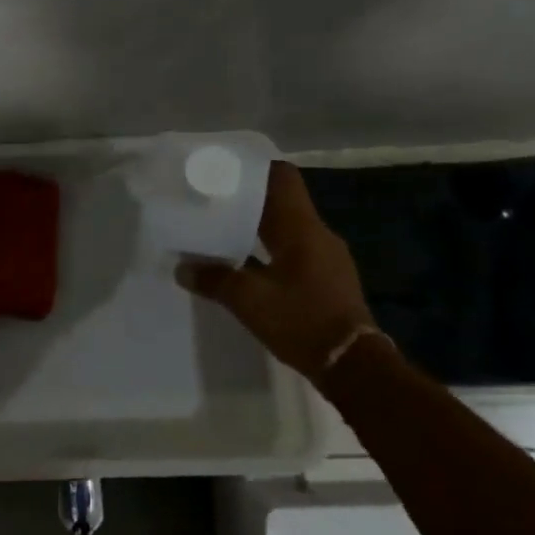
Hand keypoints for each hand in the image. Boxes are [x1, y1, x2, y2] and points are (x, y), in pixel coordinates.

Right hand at [176, 161, 375, 377]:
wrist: (353, 365)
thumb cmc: (301, 320)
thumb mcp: (249, 300)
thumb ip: (214, 279)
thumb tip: (182, 268)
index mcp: (301, 228)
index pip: (282, 178)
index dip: (253, 169)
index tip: (223, 170)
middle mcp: (317, 234)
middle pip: (281, 202)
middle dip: (247, 199)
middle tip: (211, 202)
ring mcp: (326, 257)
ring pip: (286, 227)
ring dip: (257, 226)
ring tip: (222, 231)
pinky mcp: (326, 278)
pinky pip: (293, 249)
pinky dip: (268, 249)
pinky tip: (245, 264)